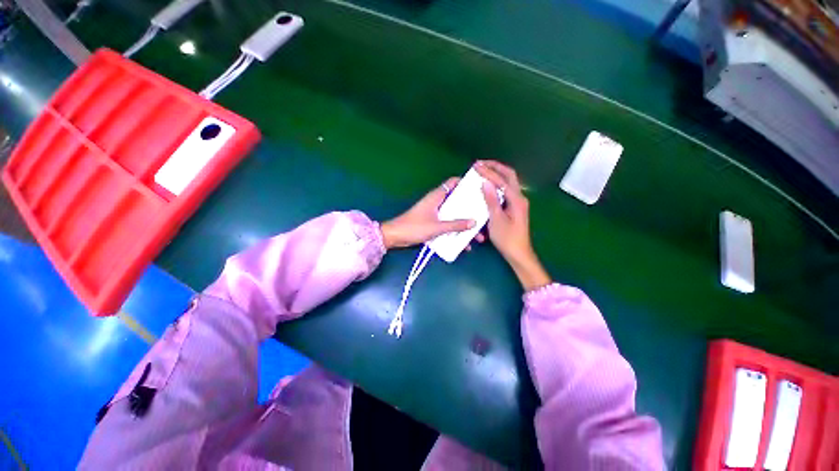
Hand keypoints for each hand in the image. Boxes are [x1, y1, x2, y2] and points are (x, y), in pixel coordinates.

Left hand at [381, 177, 481, 248]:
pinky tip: (464, 244)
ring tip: (477, 236)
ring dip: (465, 224)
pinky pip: (448, 224)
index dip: (465, 183)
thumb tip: (474, 223)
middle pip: (457, 201)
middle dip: (470, 210)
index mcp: (437, 196)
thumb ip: (455, 225)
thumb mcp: (437, 227)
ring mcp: (435, 213)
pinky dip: (456, 232)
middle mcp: (437, 202)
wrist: (396, 236)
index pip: (453, 183)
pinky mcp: (433, 222)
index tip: (479, 189)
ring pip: (454, 215)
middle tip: (483, 216)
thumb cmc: (415, 227)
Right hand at [475, 161, 550, 290]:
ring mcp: (518, 202)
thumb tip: (485, 183)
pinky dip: (497, 183)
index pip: (501, 180)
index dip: (488, 172)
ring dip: (496, 174)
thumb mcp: (496, 220)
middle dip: (495, 167)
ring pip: (508, 181)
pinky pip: (506, 189)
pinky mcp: (514, 207)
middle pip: (509, 175)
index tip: (476, 166)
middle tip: (481, 163)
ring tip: (483, 170)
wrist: (519, 253)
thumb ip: (491, 200)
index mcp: (516, 199)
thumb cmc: (507, 238)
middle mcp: (519, 197)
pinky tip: (488, 185)